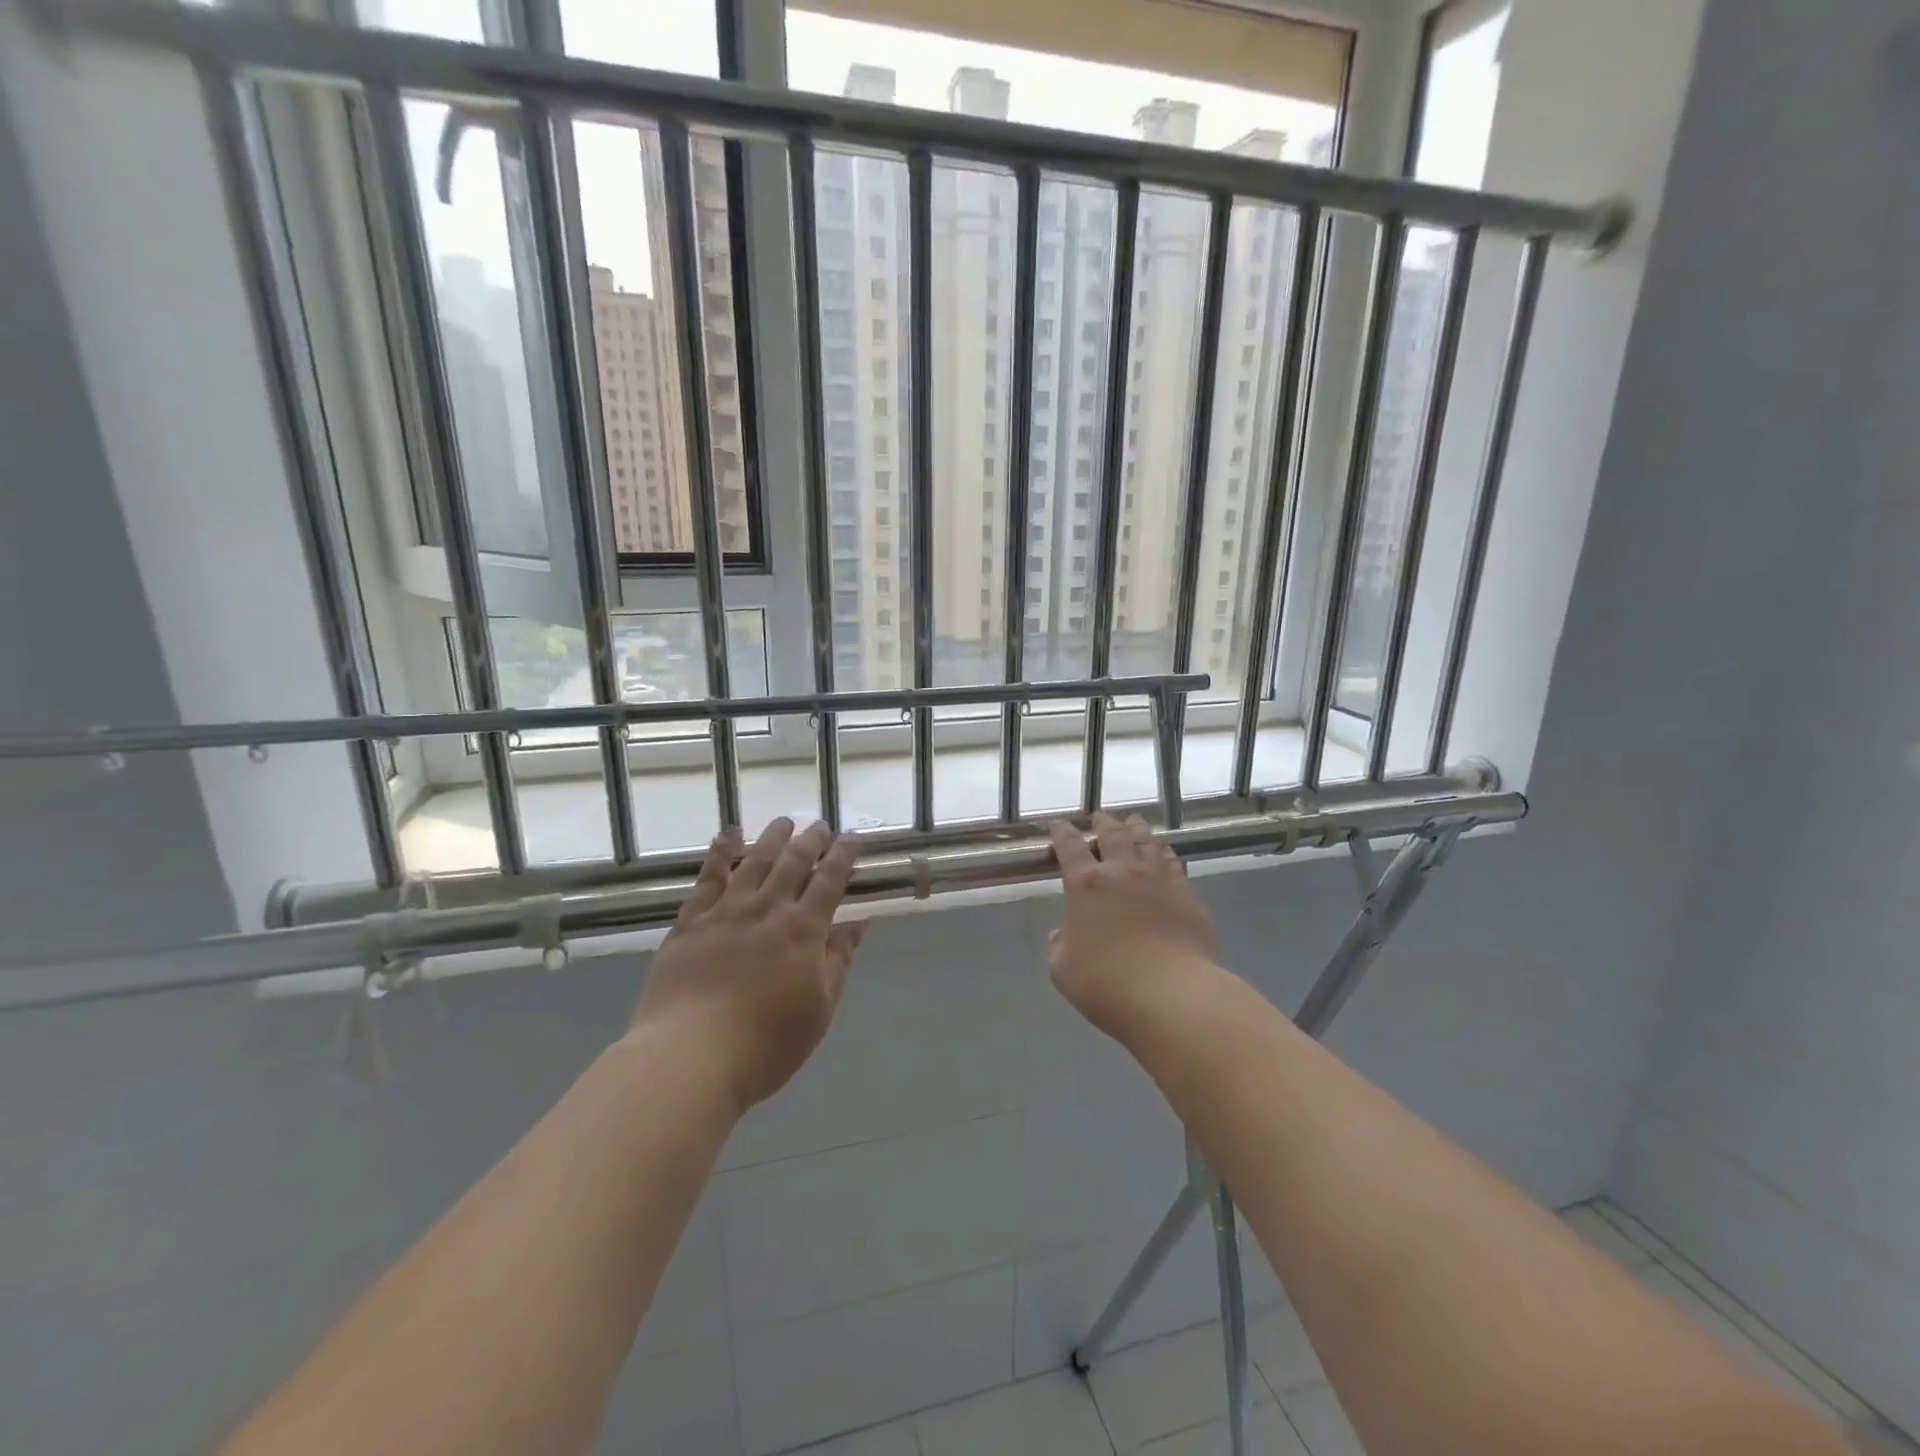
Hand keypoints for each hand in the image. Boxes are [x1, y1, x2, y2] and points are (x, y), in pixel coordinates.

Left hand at [631, 819, 865, 1114]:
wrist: (689, 1057)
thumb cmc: (766, 1044)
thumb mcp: (819, 1009)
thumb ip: (837, 960)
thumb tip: (858, 922)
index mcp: (803, 931)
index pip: (829, 881)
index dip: (842, 856)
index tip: (851, 838)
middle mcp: (767, 910)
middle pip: (793, 862)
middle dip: (810, 840)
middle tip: (819, 825)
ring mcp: (726, 912)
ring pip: (754, 861)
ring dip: (772, 838)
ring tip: (783, 822)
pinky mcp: (690, 922)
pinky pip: (709, 877)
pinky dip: (721, 852)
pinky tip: (727, 836)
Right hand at [1048, 811, 1218, 1038]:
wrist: (1171, 995)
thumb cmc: (1107, 984)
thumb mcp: (1063, 970)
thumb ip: (1061, 946)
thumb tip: (1063, 934)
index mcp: (1087, 885)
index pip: (1070, 848)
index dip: (1062, 834)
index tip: (1059, 826)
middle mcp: (1123, 872)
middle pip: (1113, 835)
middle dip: (1103, 823)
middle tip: (1100, 818)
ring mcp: (1160, 881)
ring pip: (1147, 842)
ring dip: (1136, 830)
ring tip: (1133, 823)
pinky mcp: (1188, 896)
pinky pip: (1174, 864)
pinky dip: (1165, 854)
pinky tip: (1165, 856)